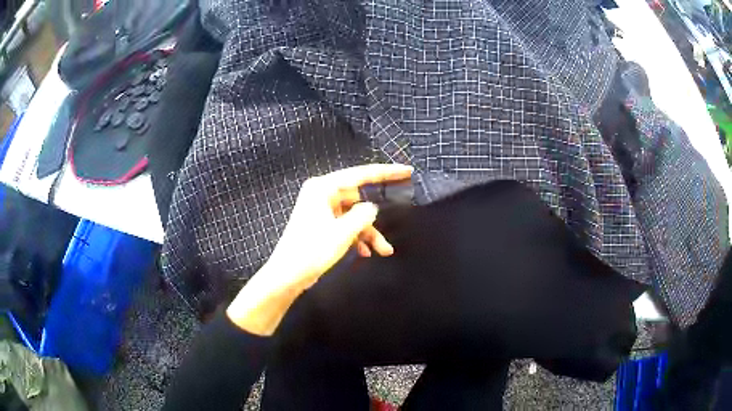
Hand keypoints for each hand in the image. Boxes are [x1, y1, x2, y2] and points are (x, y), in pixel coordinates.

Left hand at [227, 164, 413, 334]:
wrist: (288, 275)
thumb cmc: (312, 250)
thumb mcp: (343, 232)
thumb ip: (363, 215)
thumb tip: (372, 208)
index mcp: (323, 187)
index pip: (361, 175)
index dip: (386, 172)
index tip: (407, 171)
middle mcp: (322, 194)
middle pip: (358, 199)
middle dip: (374, 218)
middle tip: (395, 221)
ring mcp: (321, 210)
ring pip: (354, 216)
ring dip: (368, 232)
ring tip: (383, 250)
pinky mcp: (321, 224)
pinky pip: (345, 225)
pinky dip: (356, 237)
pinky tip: (364, 252)